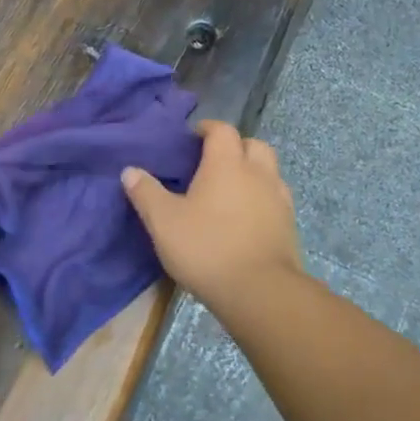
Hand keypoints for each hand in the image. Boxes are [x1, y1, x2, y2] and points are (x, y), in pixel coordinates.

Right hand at [122, 120, 303, 309]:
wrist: (260, 291)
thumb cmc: (207, 248)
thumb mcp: (164, 222)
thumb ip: (146, 193)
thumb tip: (130, 171)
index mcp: (227, 164)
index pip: (222, 130)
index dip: (207, 129)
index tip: (192, 138)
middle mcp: (258, 173)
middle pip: (252, 144)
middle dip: (234, 147)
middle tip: (213, 163)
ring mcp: (279, 198)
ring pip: (269, 171)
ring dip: (252, 172)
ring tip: (230, 191)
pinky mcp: (289, 224)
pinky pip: (276, 198)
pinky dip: (262, 197)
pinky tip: (246, 218)